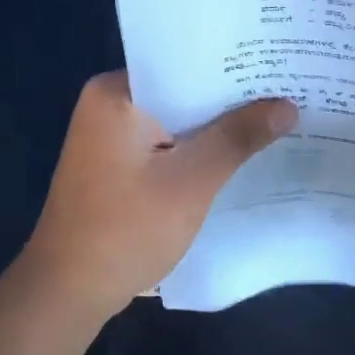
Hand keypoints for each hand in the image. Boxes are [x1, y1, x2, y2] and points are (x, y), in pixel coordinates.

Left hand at [19, 72, 297, 318]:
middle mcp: (107, 103)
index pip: (184, 62)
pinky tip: (235, 154)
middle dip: (229, 97)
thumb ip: (238, 137)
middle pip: (181, 90)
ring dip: (214, 126)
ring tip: (274, 116)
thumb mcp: (191, 181)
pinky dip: (194, 149)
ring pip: (175, 119)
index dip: (233, 64)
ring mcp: (108, 135)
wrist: (67, 293)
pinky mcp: (115, 164)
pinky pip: (164, 143)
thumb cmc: (126, 229)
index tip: (276, 62)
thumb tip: (287, 105)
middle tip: (287, 89)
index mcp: (115, 92)